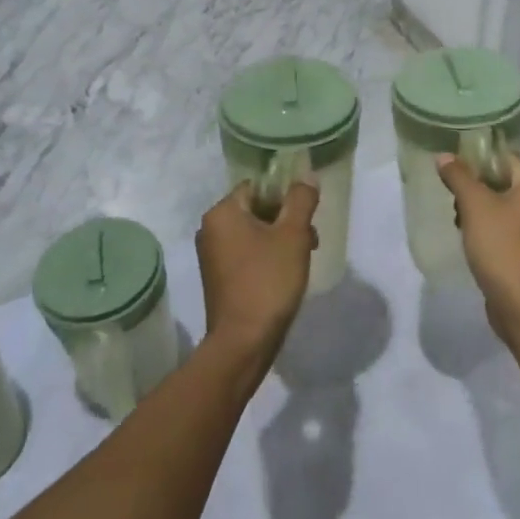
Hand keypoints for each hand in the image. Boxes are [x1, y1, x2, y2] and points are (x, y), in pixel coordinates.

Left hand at [196, 180, 318, 365]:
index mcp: (222, 212)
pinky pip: (246, 253)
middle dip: (286, 220)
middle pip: (256, 209)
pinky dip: (266, 256)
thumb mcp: (293, 235)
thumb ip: (301, 200)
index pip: (258, 186)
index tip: (306, 216)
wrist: (243, 342)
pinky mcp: (218, 277)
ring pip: (254, 232)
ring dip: (280, 239)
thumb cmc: (268, 281)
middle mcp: (210, 229)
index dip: (286, 196)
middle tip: (309, 240)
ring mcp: (212, 255)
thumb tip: (306, 176)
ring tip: (302, 259)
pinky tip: (285, 274)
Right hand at [436, 153, 519, 340]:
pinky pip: (506, 229)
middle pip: (502, 182)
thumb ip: (458, 176)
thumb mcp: (475, 205)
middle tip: (453, 201)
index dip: (475, 160)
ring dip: (478, 211)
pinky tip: (470, 241)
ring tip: (459, 223)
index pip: (504, 158)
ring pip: (502, 207)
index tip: (451, 170)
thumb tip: (443, 155)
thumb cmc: (502, 245)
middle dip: (474, 189)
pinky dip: (488, 230)